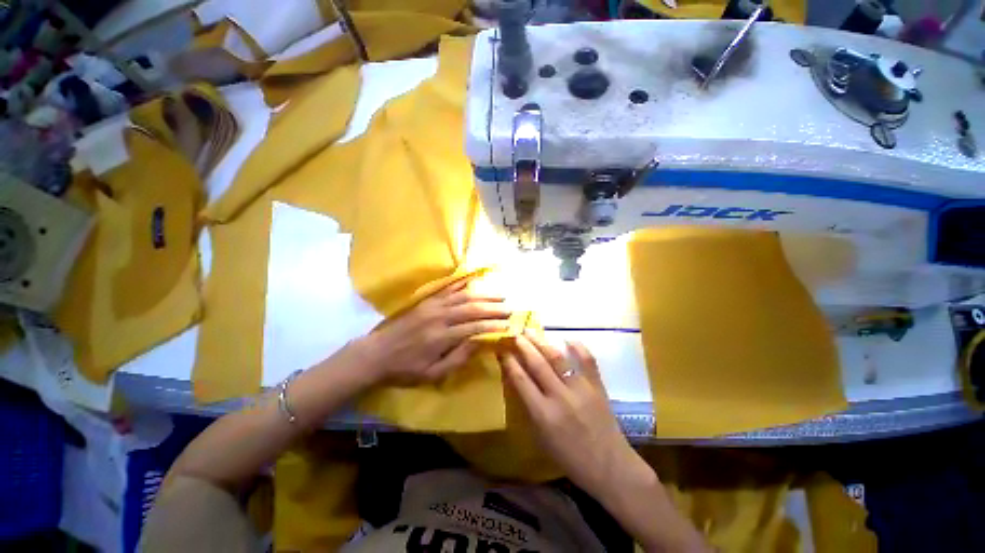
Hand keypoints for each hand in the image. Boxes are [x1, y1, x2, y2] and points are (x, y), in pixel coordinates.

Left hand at [362, 278, 511, 385]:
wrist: (376, 353)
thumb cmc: (406, 369)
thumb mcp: (432, 373)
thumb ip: (458, 358)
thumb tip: (480, 343)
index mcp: (442, 338)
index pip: (475, 328)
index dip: (494, 326)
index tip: (509, 325)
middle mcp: (440, 317)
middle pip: (472, 308)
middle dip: (493, 308)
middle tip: (510, 308)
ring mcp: (433, 306)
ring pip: (464, 296)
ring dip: (484, 295)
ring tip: (500, 295)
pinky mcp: (427, 301)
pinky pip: (448, 289)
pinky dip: (463, 284)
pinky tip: (475, 281)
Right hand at [499, 334, 652, 496]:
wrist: (610, 467)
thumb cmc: (570, 458)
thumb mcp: (541, 438)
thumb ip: (529, 408)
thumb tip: (519, 380)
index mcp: (543, 415)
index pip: (521, 380)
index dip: (510, 362)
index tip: (502, 349)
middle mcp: (560, 397)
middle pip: (537, 364)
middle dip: (523, 346)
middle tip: (515, 333)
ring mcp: (581, 389)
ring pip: (558, 359)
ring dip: (542, 342)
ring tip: (531, 331)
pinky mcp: (597, 386)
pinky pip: (587, 360)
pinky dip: (578, 347)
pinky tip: (567, 338)